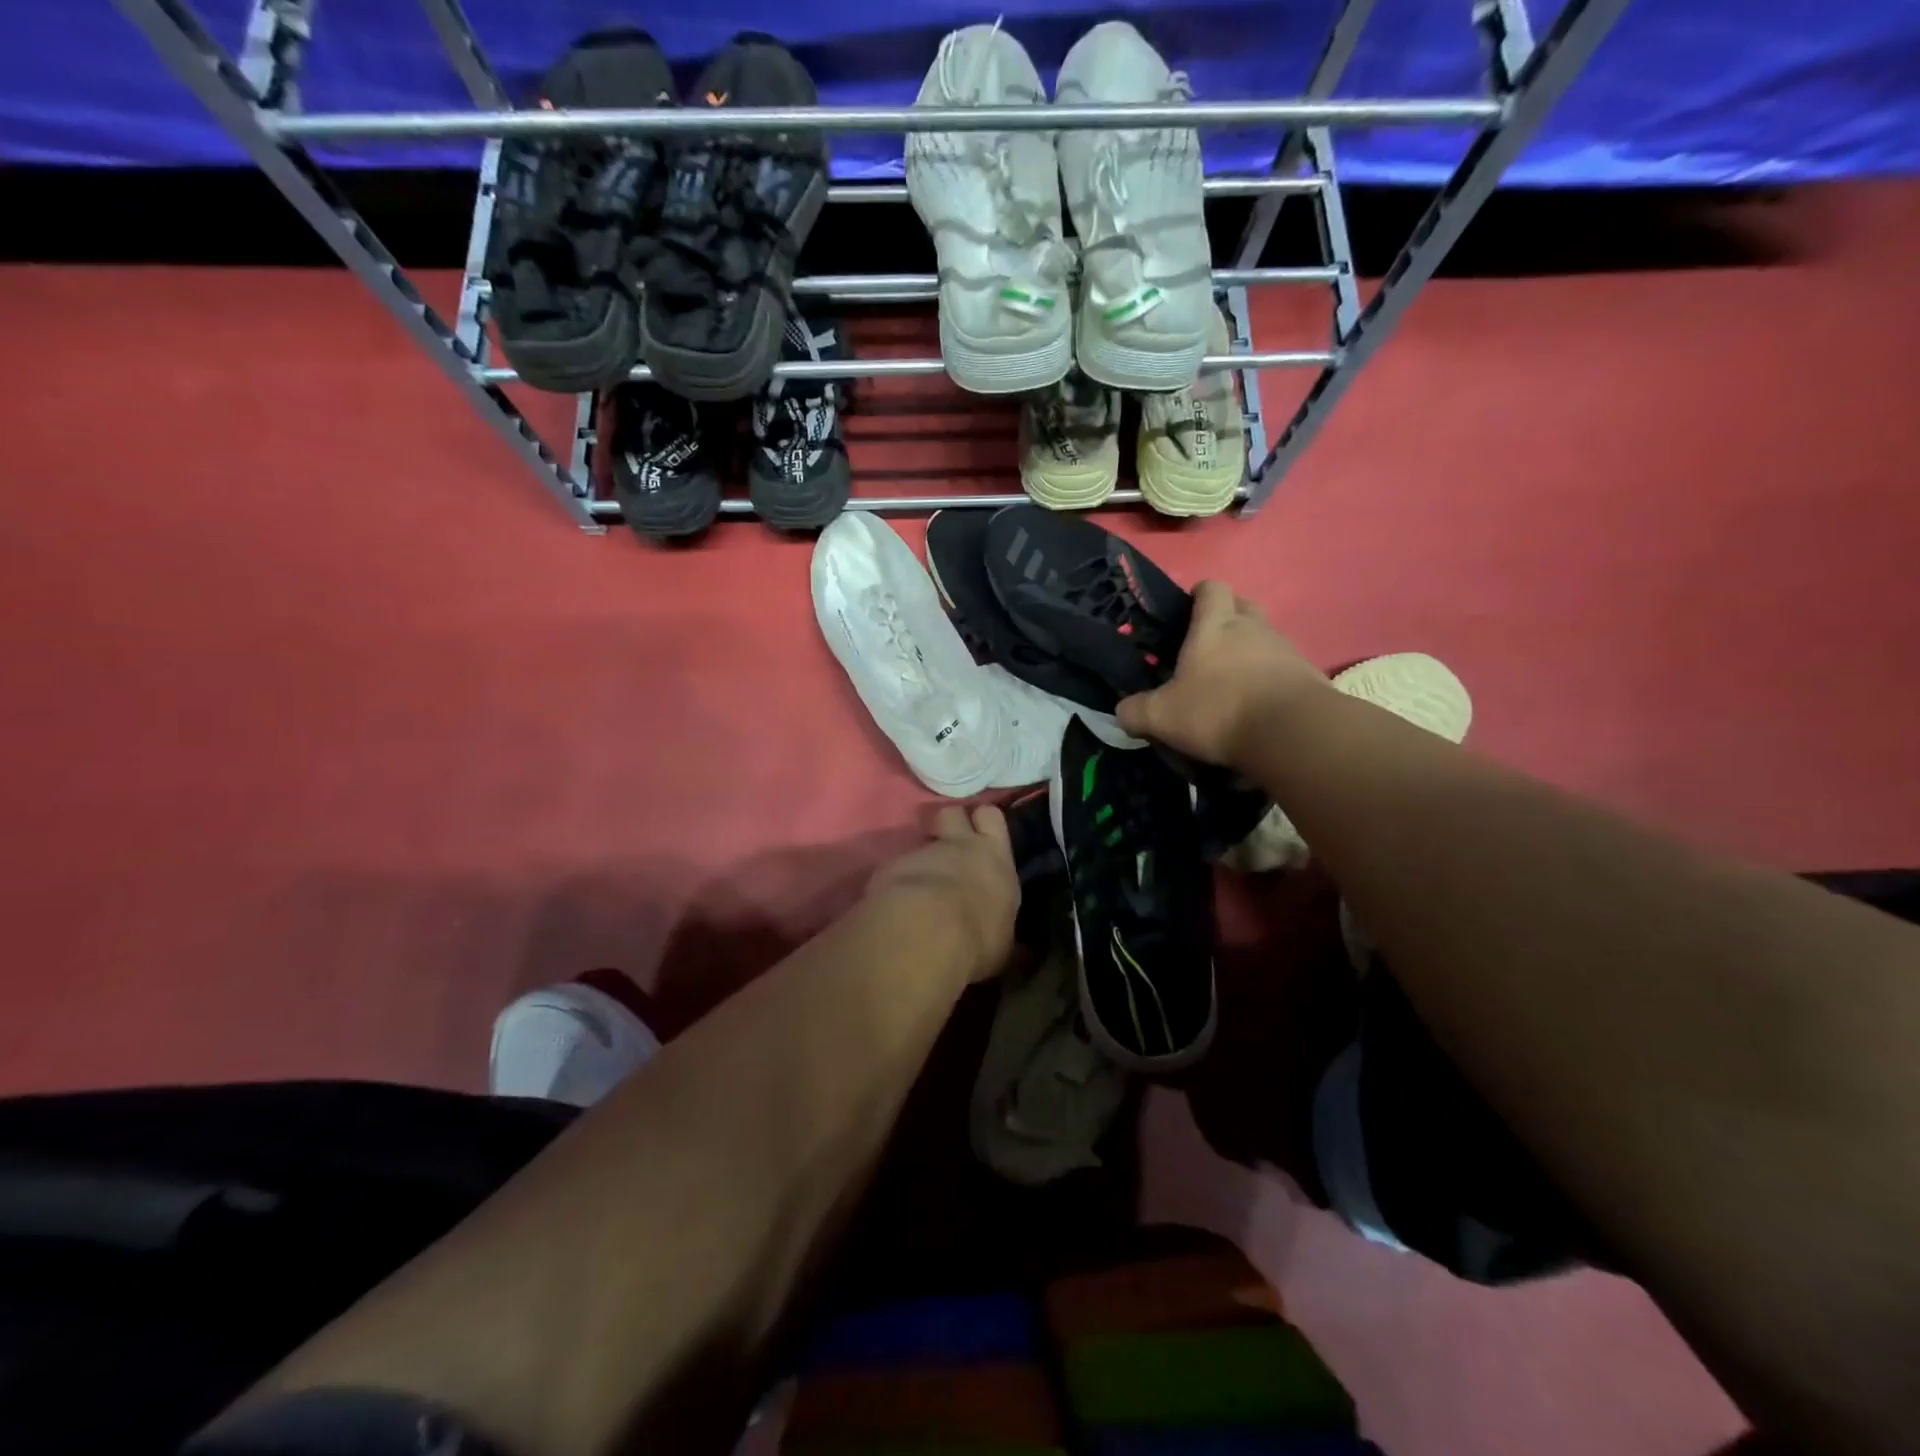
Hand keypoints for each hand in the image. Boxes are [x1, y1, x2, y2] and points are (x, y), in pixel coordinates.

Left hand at [866, 805, 1018, 982]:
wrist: (924, 934)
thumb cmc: (977, 939)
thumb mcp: (1003, 941)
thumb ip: (1000, 925)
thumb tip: (1012, 941)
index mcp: (995, 858)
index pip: (992, 817)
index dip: (983, 823)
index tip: (980, 836)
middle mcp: (959, 846)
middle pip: (952, 812)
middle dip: (949, 824)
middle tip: (948, 846)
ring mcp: (921, 852)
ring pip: (920, 841)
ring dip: (921, 858)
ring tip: (920, 885)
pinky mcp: (889, 866)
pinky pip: (895, 867)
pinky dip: (896, 881)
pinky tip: (895, 904)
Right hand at [1116, 581, 1326, 767]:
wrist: (1292, 733)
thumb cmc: (1218, 710)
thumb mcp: (1161, 716)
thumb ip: (1135, 711)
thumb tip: (1122, 711)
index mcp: (1215, 625)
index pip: (1211, 588)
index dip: (1199, 594)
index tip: (1187, 611)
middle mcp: (1253, 627)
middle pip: (1243, 606)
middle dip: (1227, 619)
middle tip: (1207, 647)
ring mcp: (1286, 649)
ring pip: (1265, 638)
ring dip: (1250, 652)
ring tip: (1232, 684)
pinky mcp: (1309, 675)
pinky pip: (1285, 669)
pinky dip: (1270, 680)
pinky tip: (1258, 707)